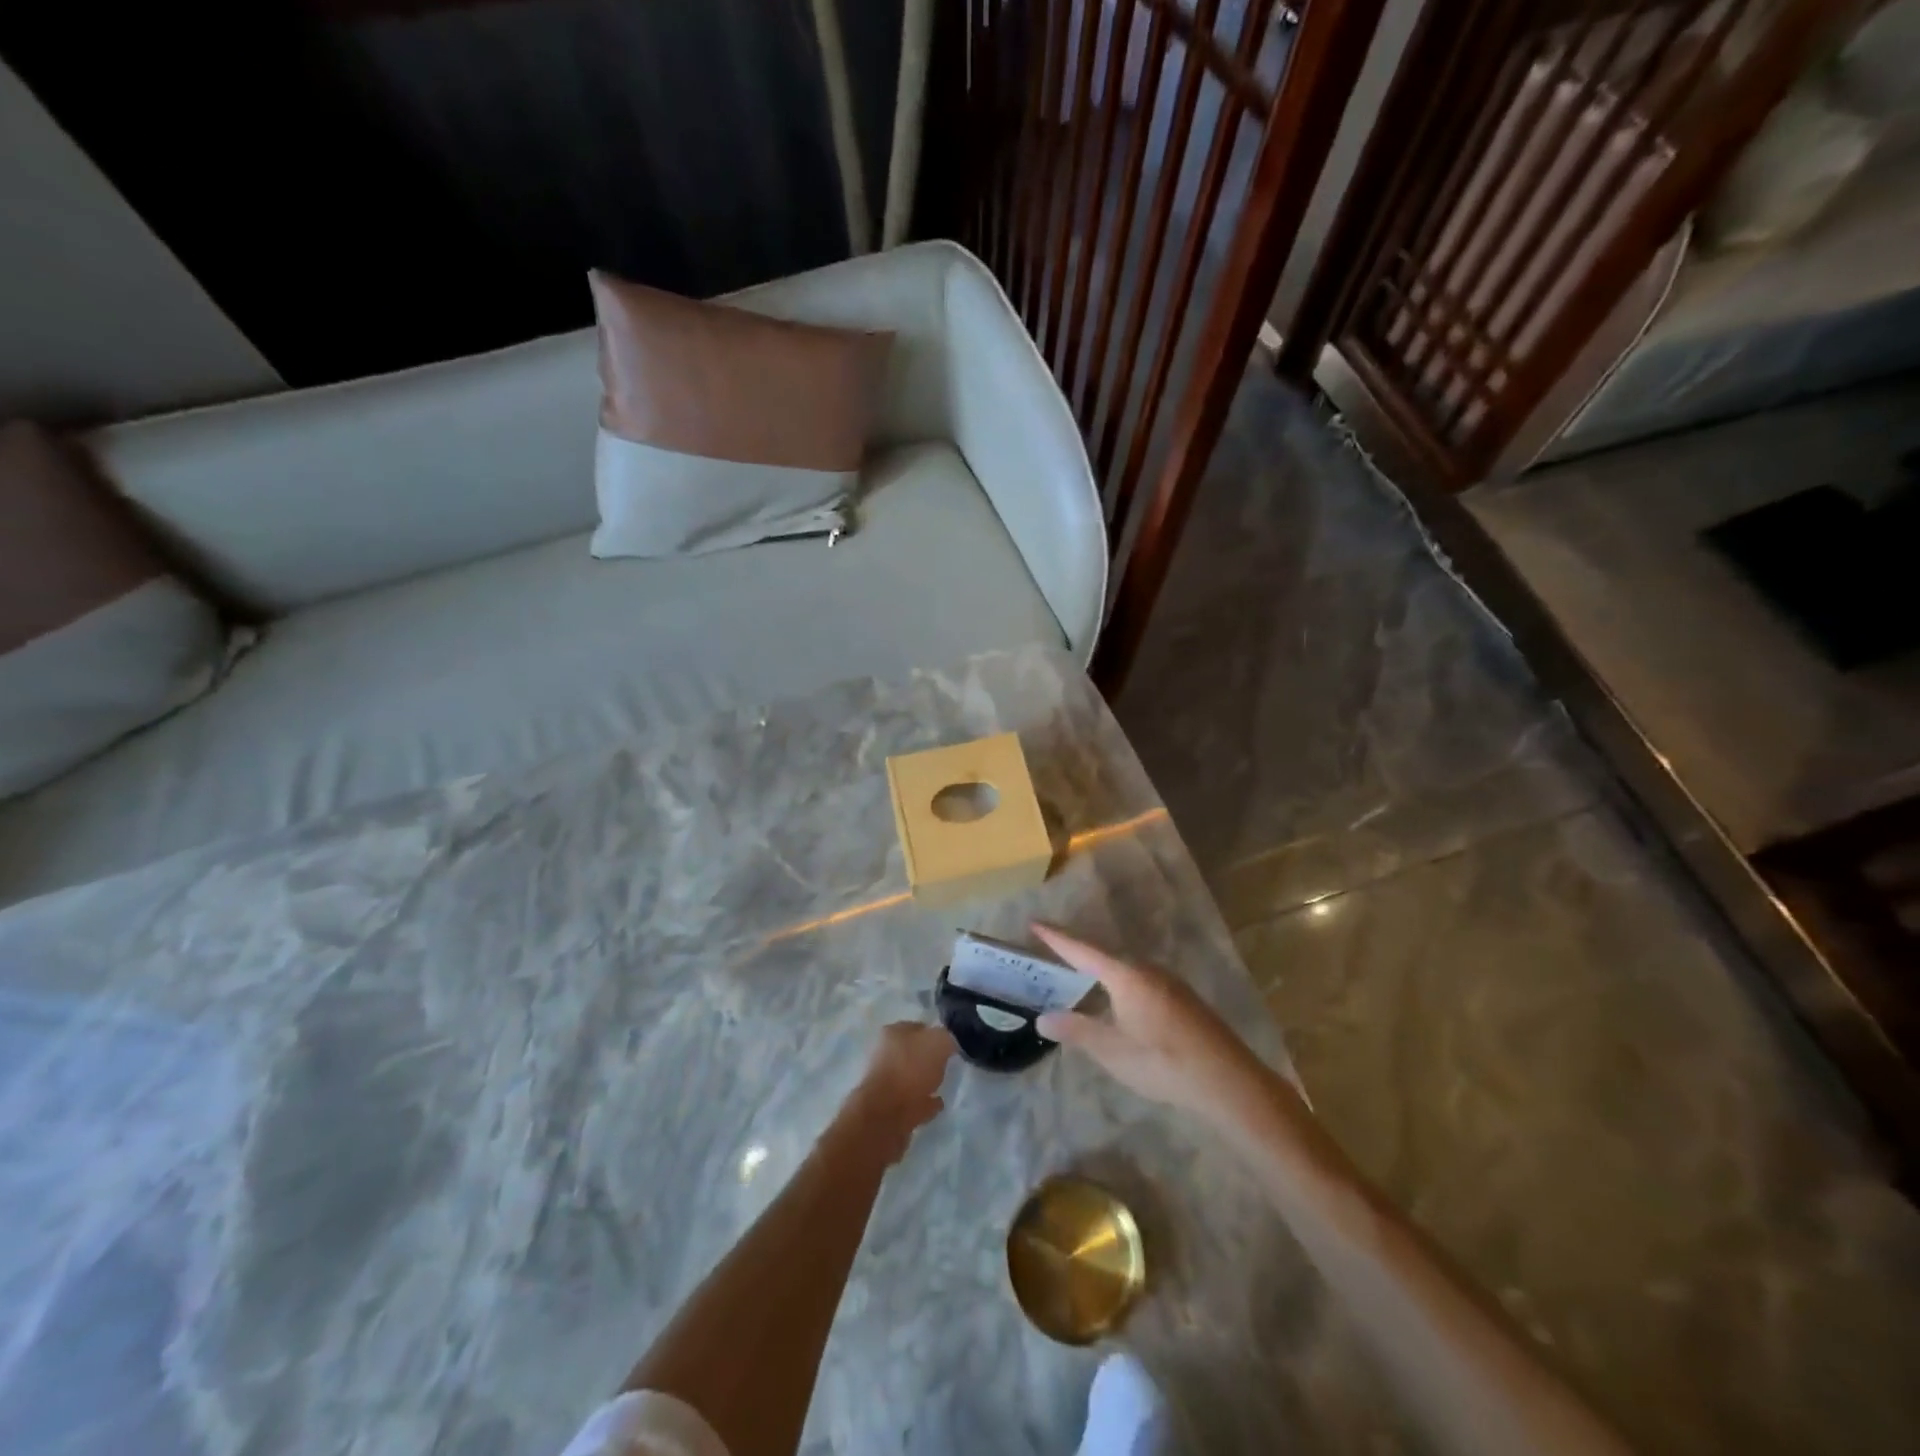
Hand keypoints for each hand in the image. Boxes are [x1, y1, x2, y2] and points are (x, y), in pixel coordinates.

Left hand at [839, 1021, 954, 1161]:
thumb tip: (948, 1044)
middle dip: (928, 1058)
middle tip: (947, 1064)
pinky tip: (937, 1104)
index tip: (950, 1044)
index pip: (918, 1027)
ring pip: (911, 1077)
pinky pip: (912, 1100)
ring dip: (925, 1080)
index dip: (935, 1033)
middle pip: (913, 1052)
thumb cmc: (910, 1070)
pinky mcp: (888, 1108)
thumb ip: (946, 1038)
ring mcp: (885, 1082)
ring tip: (943, 1085)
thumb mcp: (938, 1042)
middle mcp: (885, 1053)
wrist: (886, 1115)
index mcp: (893, 1033)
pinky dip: (924, 1102)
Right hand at [1033, 924, 1274, 1126]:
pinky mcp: (1181, 998)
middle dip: (1076, 950)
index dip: (1057, 938)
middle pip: (1103, 953)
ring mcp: (1168, 982)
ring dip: (1098, 967)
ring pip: (1123, 966)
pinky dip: (1117, 980)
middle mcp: (1147, 969)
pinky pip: (1138, 978)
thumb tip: (1043, 1017)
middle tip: (1050, 947)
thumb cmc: (1164, 1062)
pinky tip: (1115, 998)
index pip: (1082, 950)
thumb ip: (1077, 1031)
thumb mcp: (1113, 1051)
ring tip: (1076, 971)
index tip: (1035, 922)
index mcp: (1126, 975)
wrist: (1228, 1081)